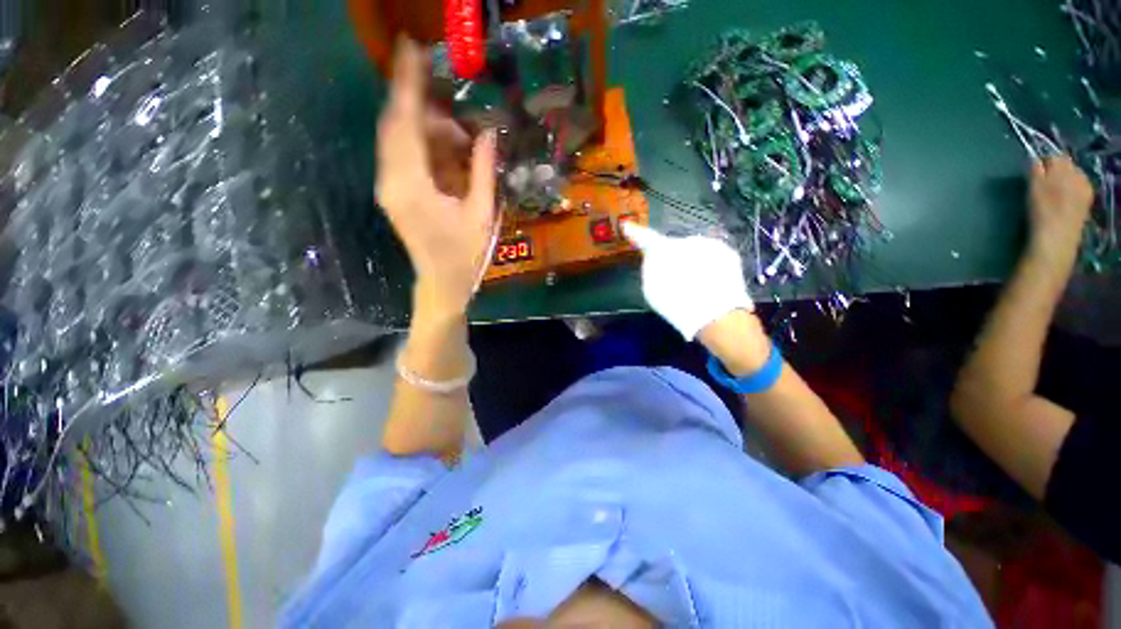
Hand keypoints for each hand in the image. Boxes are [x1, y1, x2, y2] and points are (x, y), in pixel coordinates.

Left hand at [376, 39, 496, 315]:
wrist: (442, 282)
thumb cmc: (465, 254)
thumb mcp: (482, 214)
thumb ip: (482, 170)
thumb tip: (488, 133)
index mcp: (412, 186)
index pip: (404, 123)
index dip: (408, 84)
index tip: (411, 48)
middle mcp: (391, 180)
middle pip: (396, 124)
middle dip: (420, 102)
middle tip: (451, 97)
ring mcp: (388, 186)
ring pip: (398, 137)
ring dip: (427, 127)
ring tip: (460, 135)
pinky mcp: (393, 191)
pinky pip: (402, 154)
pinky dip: (424, 144)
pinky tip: (449, 151)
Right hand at [623, 222, 752, 339]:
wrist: (717, 315)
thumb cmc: (676, 305)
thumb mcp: (651, 290)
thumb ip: (649, 267)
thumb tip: (652, 256)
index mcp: (663, 250)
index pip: (646, 238)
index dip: (635, 232)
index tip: (627, 226)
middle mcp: (685, 240)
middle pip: (674, 245)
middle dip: (672, 256)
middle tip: (674, 277)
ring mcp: (709, 244)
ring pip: (694, 249)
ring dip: (691, 260)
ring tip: (694, 283)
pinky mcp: (728, 252)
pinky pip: (711, 255)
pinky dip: (708, 265)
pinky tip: (710, 282)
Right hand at [1027, 155, 1093, 266]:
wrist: (1056, 237)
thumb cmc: (1041, 211)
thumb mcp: (1033, 188)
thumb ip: (1035, 170)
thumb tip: (1035, 159)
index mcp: (1063, 168)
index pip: (1054, 156)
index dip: (1044, 161)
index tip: (1035, 171)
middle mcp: (1077, 173)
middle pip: (1067, 165)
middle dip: (1057, 170)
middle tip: (1044, 181)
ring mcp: (1085, 188)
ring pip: (1074, 176)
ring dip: (1065, 180)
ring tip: (1054, 191)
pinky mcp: (1087, 201)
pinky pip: (1080, 188)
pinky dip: (1072, 189)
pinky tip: (1065, 199)